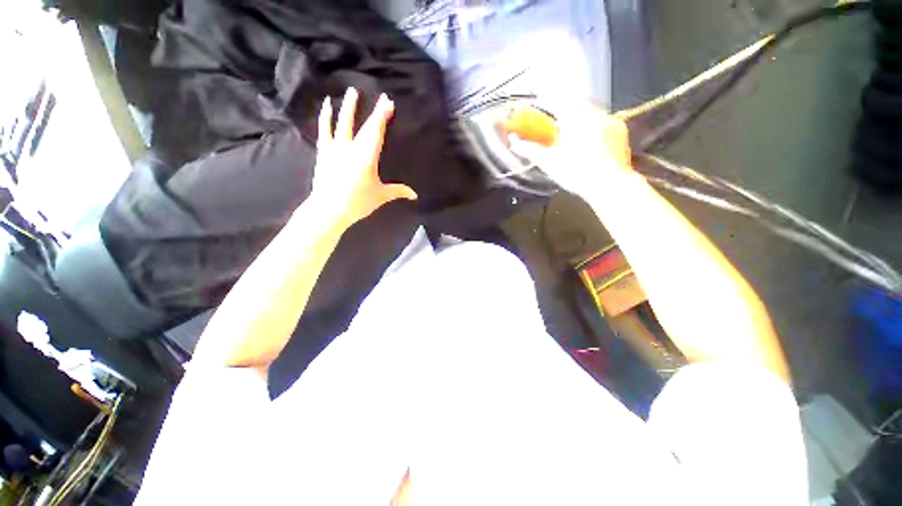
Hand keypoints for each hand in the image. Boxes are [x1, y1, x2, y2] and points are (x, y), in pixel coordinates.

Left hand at [311, 87, 416, 225]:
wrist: (329, 209)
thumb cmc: (357, 202)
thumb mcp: (380, 196)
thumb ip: (398, 191)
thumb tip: (415, 195)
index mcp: (367, 157)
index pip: (377, 132)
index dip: (383, 116)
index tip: (389, 102)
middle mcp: (351, 148)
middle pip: (364, 125)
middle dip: (374, 111)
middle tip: (380, 96)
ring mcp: (335, 148)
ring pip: (342, 123)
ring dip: (348, 106)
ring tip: (352, 91)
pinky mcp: (324, 152)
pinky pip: (325, 130)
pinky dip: (325, 117)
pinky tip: (327, 106)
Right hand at [507, 103, 631, 195]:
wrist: (608, 184)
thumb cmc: (575, 172)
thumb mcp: (549, 162)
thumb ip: (530, 149)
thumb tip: (514, 141)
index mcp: (575, 118)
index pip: (557, 100)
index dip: (546, 97)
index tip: (537, 95)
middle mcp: (595, 113)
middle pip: (576, 102)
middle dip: (564, 105)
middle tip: (555, 113)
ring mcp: (610, 120)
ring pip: (591, 110)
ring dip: (579, 114)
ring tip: (571, 128)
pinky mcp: (620, 130)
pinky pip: (603, 119)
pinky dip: (593, 123)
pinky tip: (589, 137)